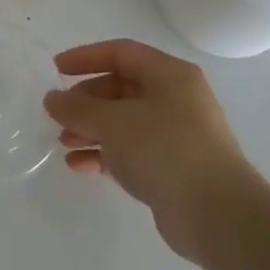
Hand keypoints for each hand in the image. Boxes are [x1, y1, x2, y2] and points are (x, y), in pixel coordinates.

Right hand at [43, 39, 262, 263]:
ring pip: (124, 122)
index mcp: (170, 75)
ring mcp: (176, 135)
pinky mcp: (172, 167)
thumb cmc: (165, 151)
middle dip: (86, 100)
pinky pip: (130, 151)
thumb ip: (77, 108)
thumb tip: (52, 99)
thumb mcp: (113, 122)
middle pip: (121, 88)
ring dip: (91, 129)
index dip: (85, 57)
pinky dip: (104, 154)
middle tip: (59, 115)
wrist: (217, 215)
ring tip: (64, 142)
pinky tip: (79, 165)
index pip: (121, 53)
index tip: (55, 70)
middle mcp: (176, 99)